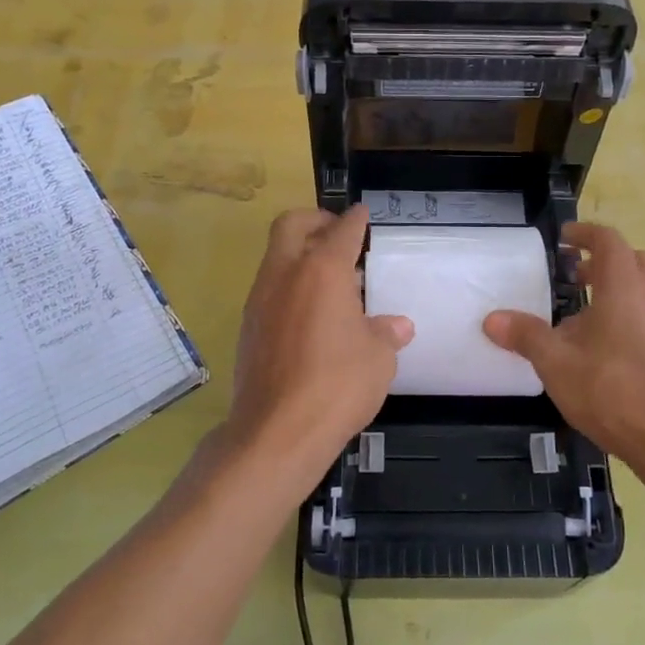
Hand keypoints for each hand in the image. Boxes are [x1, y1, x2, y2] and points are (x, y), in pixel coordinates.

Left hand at [227, 205, 413, 482]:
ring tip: (330, 278)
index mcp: (322, 270)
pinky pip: (270, 288)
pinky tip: (311, 313)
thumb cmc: (337, 385)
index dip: (355, 219)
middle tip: (338, 235)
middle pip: (292, 225)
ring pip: (276, 256)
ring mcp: (260, 299)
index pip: (341, 230)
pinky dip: (290, 285)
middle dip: (316, 220)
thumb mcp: (378, 358)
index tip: (362, 213)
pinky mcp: (248, 326)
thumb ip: (385, 333)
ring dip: (300, 254)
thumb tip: (397, 326)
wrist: (276, 431)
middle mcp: (286, 274)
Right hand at [483, 222, 644, 472]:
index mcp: (624, 288)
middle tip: (575, 274)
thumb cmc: (611, 391)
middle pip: (633, 260)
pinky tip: (598, 347)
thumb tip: (492, 319)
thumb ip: (525, 336)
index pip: (609, 241)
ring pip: (643, 288)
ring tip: (580, 313)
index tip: (563, 239)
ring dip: (614, 288)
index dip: (585, 233)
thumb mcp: (556, 362)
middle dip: (603, 260)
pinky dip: (625, 313)